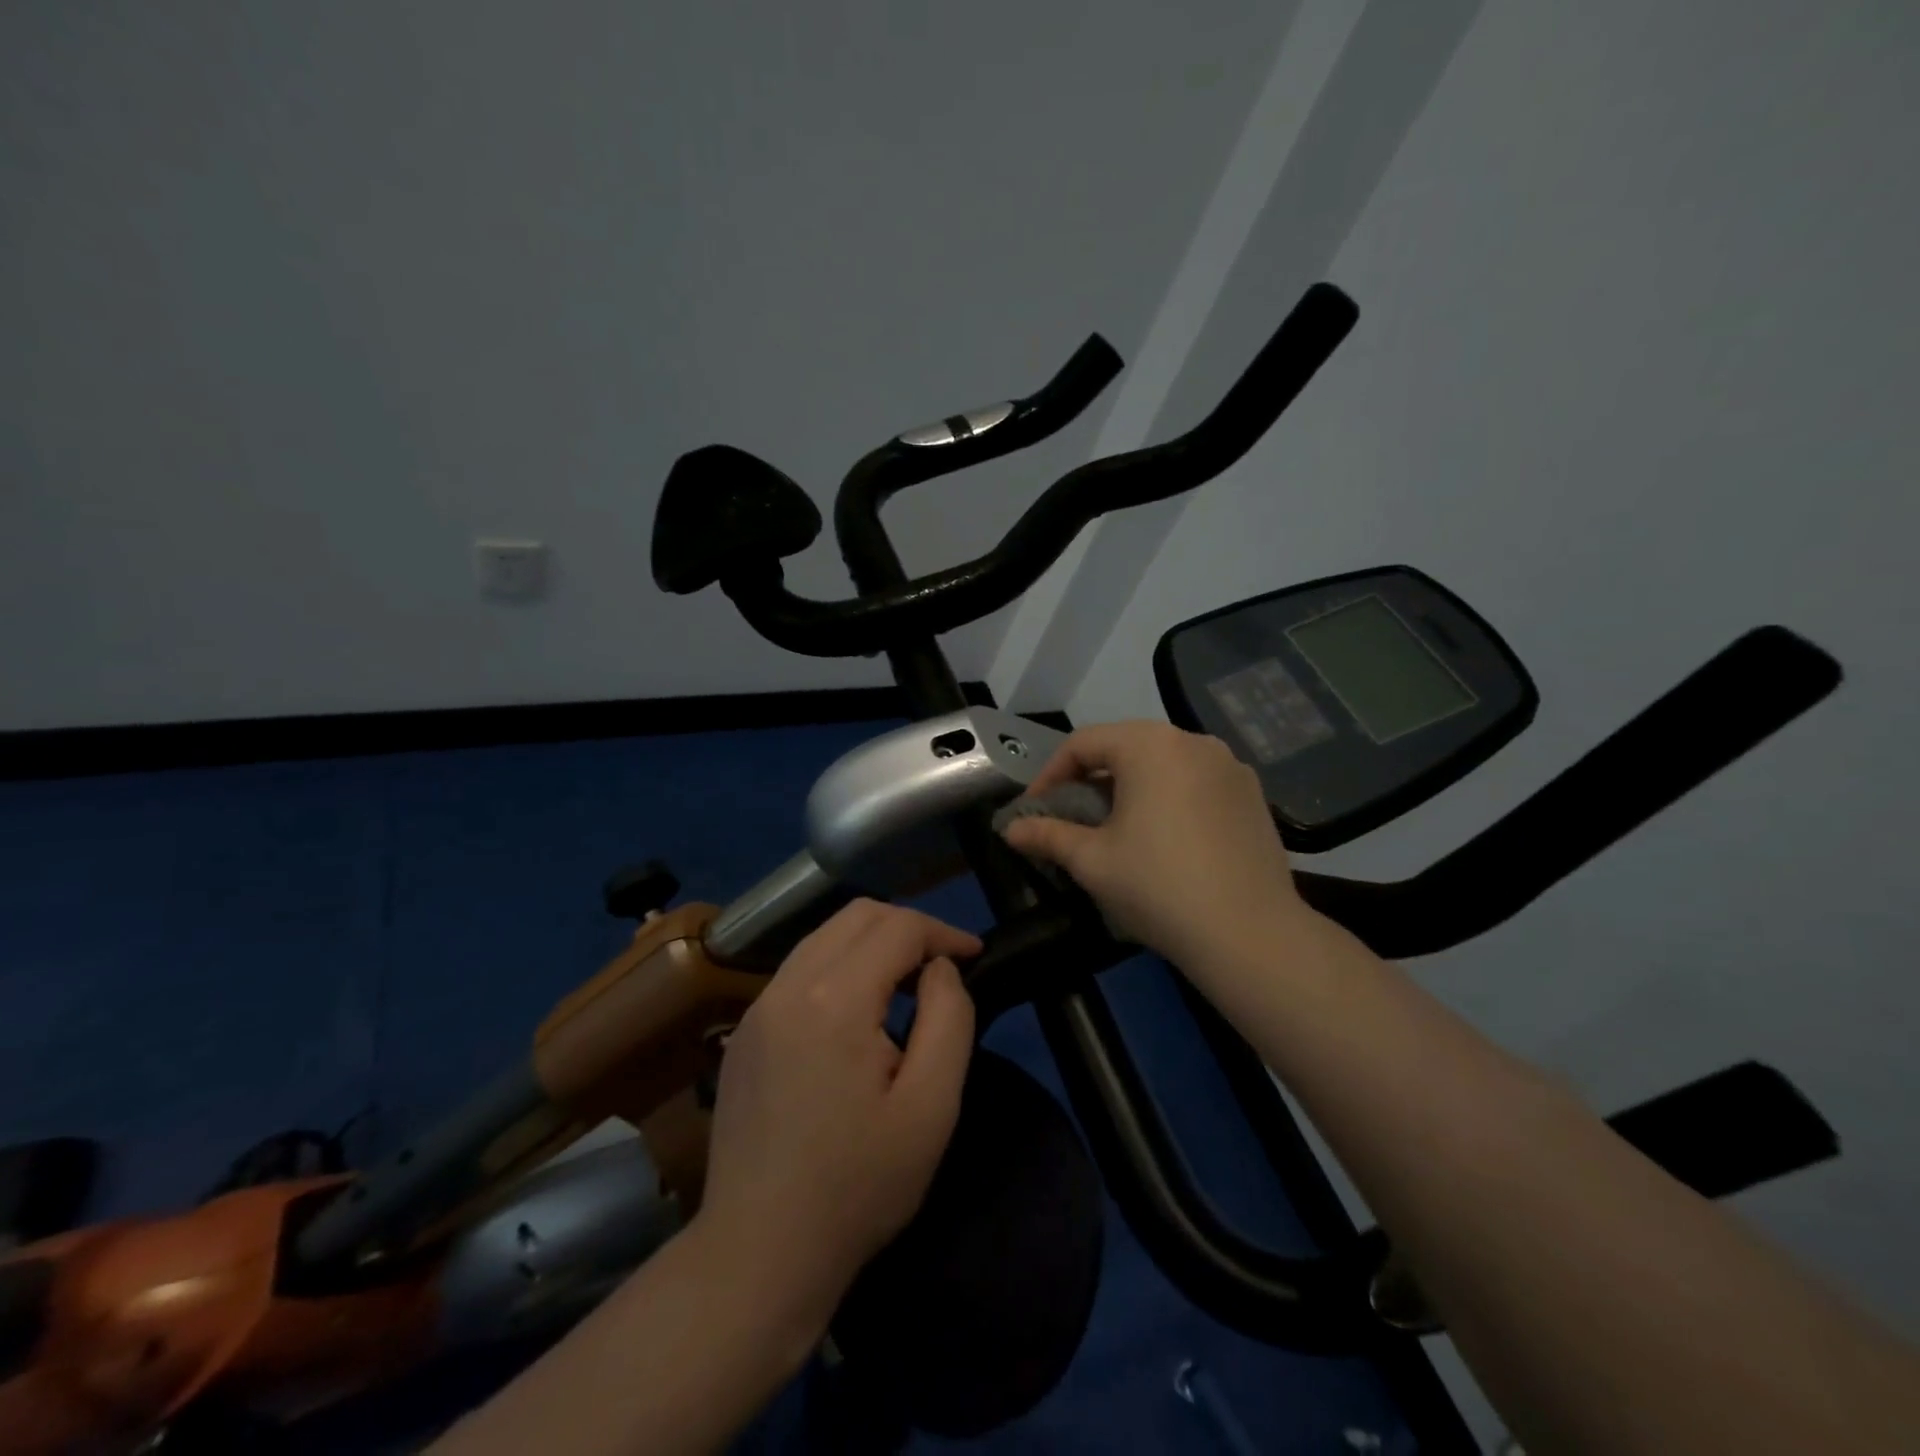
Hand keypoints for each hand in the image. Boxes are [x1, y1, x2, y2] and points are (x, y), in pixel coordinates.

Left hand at [696, 900, 979, 1321]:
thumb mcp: (931, 1107)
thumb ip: (949, 1019)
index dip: (943, 932)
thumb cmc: (858, 1186)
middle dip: (908, 926)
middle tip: (943, 964)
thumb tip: (940, 969)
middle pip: (856, 915)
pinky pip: (800, 970)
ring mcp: (758, 1007)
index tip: (974, 956)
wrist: (759, 1253)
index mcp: (834, 1000)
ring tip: (907, 982)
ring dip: (872, 943)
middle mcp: (788, 986)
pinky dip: (840, 967)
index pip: (897, 927)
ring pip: (824, 936)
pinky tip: (859, 1012)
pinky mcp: (745, 1032)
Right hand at [1000, 720, 1309, 971]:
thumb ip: (1047, 835)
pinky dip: (1169, 798)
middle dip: (1091, 779)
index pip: (1084, 743)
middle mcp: (1193, 741)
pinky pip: (1196, 782)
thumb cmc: (1158, 886)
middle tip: (1072, 817)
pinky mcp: (1253, 795)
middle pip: (1126, 747)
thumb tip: (1010, 829)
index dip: (1051, 774)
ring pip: (1163, 764)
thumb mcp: (1092, 861)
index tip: (1035, 810)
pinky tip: (1165, 838)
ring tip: (1116, 828)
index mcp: (1149, 745)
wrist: (1250, 934)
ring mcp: (1230, 766)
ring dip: (1130, 787)